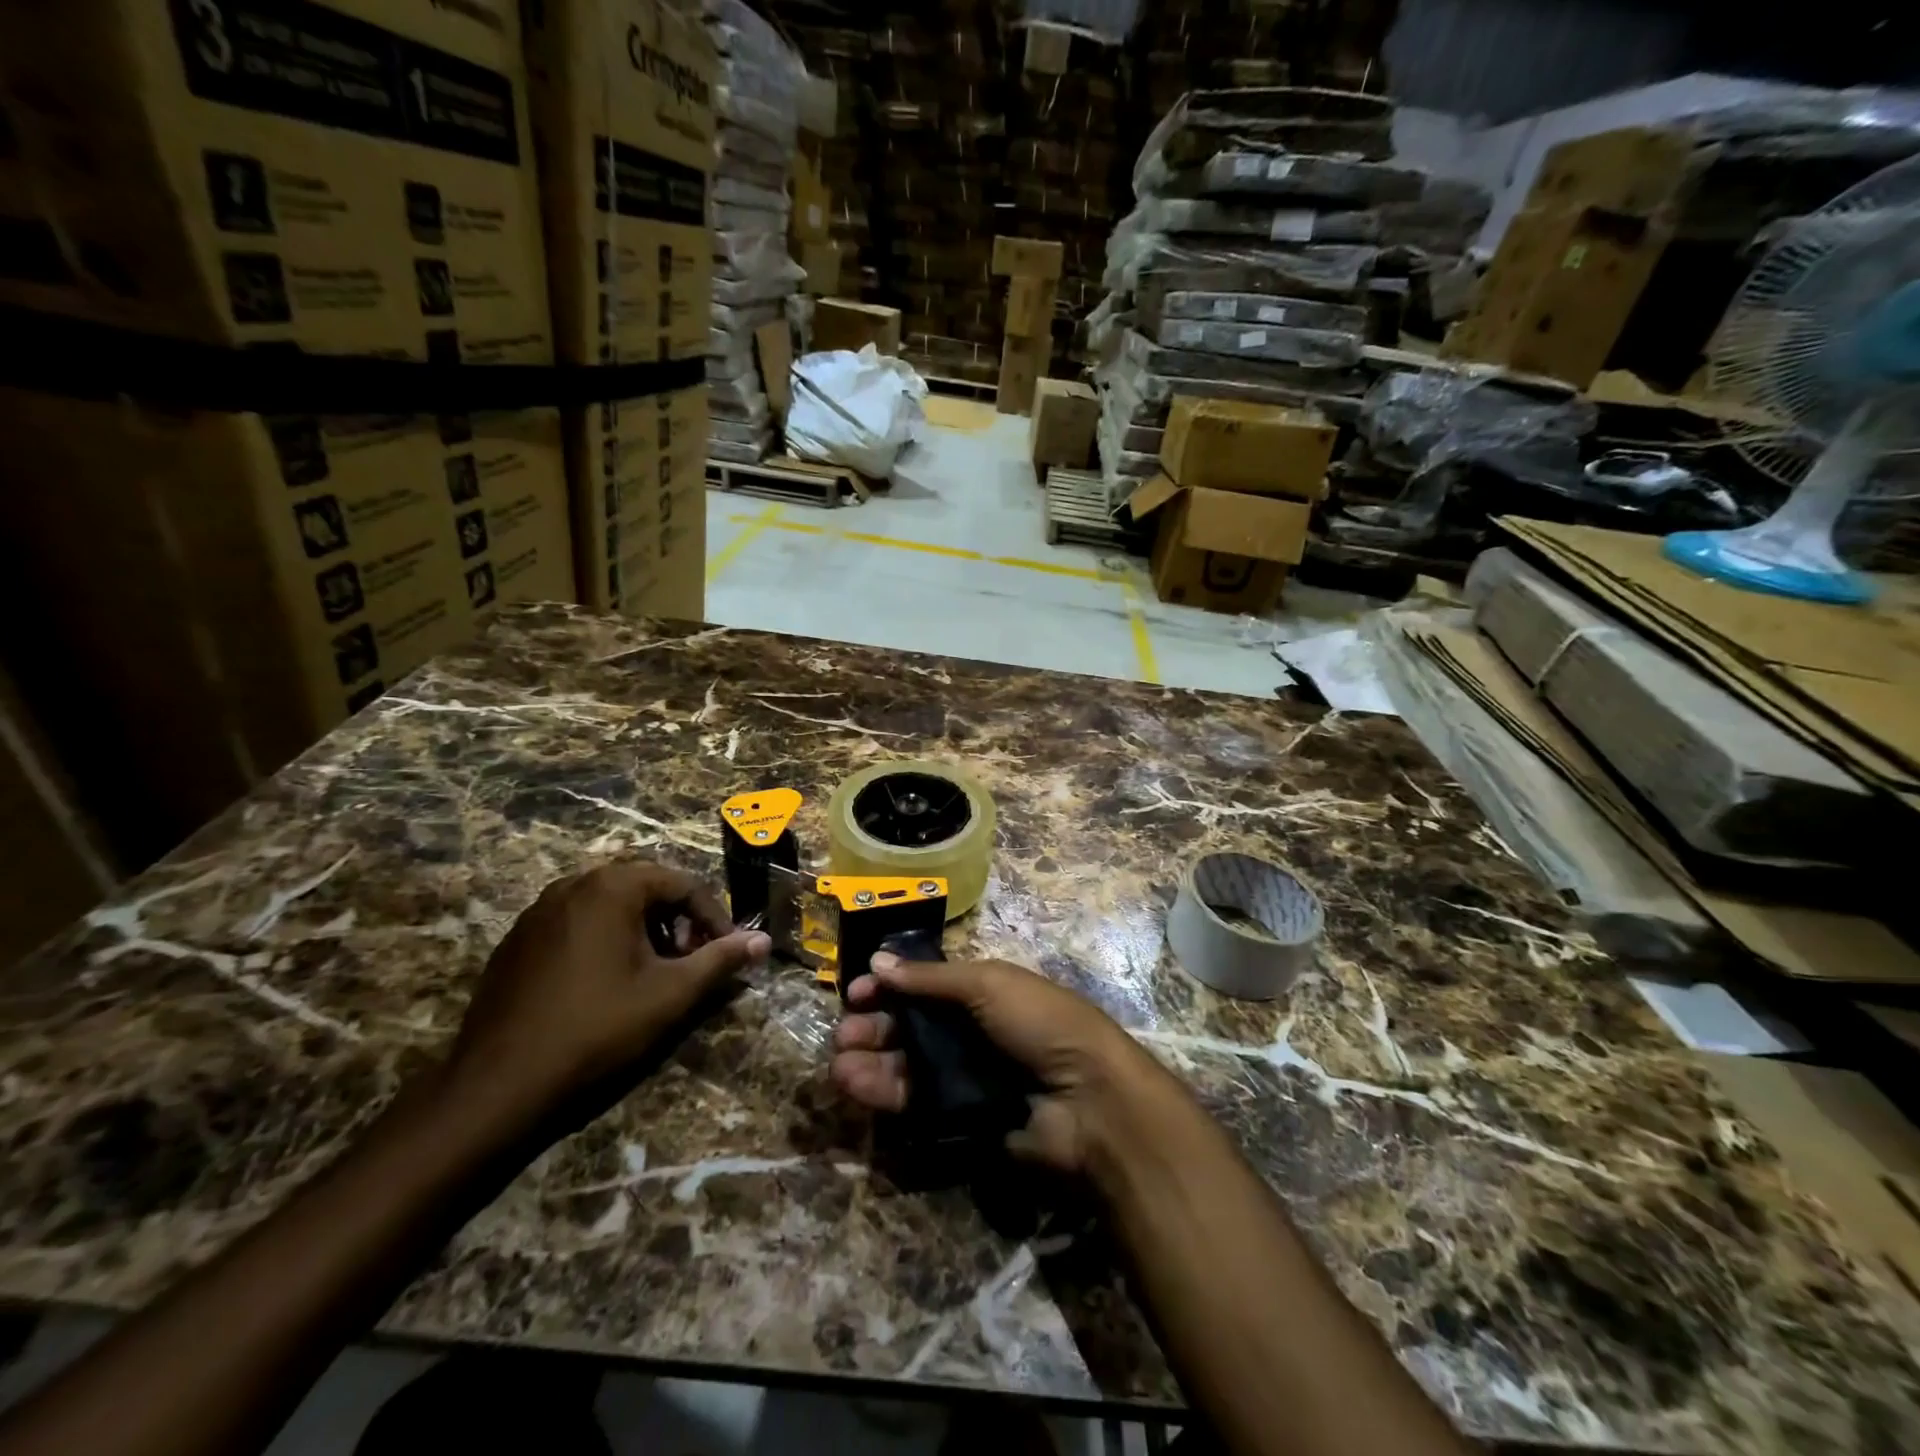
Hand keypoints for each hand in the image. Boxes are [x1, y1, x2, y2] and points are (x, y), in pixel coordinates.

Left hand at [447, 862, 770, 1127]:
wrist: (497, 1086)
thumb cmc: (596, 1030)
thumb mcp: (671, 994)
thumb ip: (721, 960)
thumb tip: (763, 941)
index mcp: (612, 887)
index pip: (683, 883)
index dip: (713, 917)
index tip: (725, 952)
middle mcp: (572, 885)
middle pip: (646, 889)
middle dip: (678, 922)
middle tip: (690, 963)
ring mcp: (538, 911)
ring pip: (611, 906)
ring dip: (644, 930)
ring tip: (653, 974)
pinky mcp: (516, 940)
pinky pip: (577, 924)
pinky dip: (605, 940)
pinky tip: (606, 984)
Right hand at [831, 953, 1177, 1175]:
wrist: (1088, 1100)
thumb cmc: (1040, 1024)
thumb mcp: (988, 984)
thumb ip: (931, 978)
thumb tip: (878, 960)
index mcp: (982, 993)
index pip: (925, 987)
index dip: (891, 986)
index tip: (856, 991)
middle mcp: (970, 1033)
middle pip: (910, 1027)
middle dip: (874, 1027)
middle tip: (843, 1034)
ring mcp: (965, 1078)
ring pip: (907, 1066)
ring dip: (870, 1062)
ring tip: (840, 1065)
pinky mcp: (960, 1121)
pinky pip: (915, 1104)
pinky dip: (885, 1094)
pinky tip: (857, 1087)